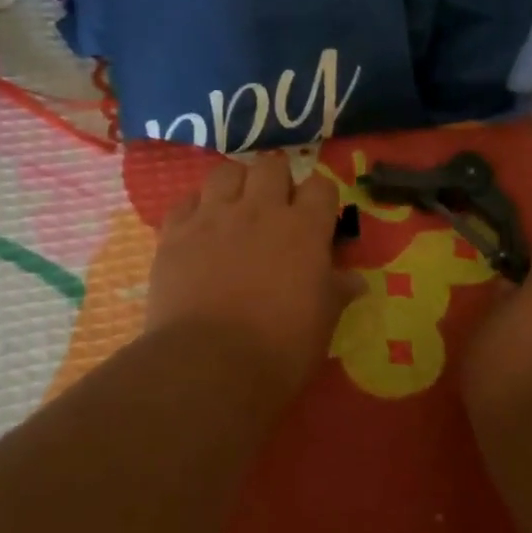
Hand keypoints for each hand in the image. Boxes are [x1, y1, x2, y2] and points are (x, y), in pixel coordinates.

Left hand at [145, 153, 360, 397]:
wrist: (208, 366)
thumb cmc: (280, 348)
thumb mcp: (322, 323)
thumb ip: (337, 292)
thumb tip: (357, 281)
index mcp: (304, 228)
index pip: (321, 186)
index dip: (320, 198)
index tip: (317, 218)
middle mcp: (260, 210)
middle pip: (272, 166)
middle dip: (277, 180)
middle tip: (275, 208)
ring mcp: (214, 217)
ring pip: (226, 172)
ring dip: (235, 184)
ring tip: (235, 208)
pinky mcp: (175, 233)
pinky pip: (185, 201)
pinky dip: (194, 208)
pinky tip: (198, 228)